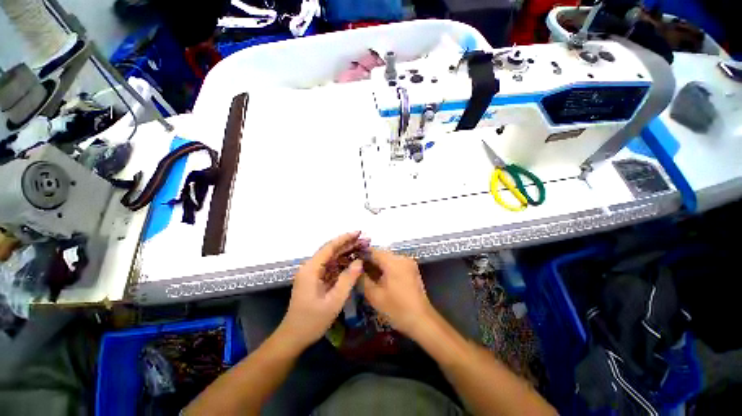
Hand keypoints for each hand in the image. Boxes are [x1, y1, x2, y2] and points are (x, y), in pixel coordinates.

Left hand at [280, 232, 364, 347]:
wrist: (294, 337)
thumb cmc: (312, 321)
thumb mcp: (334, 301)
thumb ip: (347, 279)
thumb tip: (359, 261)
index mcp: (311, 269)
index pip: (329, 247)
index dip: (345, 238)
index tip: (359, 232)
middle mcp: (310, 267)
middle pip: (331, 250)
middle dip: (348, 244)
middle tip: (365, 240)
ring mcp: (312, 273)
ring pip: (331, 258)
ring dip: (346, 253)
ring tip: (362, 248)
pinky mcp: (315, 279)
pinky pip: (330, 266)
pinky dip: (342, 263)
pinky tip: (353, 262)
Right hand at [362, 248, 434, 337]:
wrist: (421, 320)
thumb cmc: (397, 309)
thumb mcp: (374, 296)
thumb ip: (362, 279)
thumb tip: (355, 268)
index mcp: (393, 262)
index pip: (373, 251)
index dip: (361, 255)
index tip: (352, 262)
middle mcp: (402, 258)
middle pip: (381, 253)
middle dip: (369, 260)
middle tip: (358, 271)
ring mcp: (409, 262)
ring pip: (388, 258)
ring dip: (378, 264)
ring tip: (367, 275)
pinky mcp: (411, 268)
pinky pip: (395, 263)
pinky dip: (386, 267)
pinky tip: (379, 277)